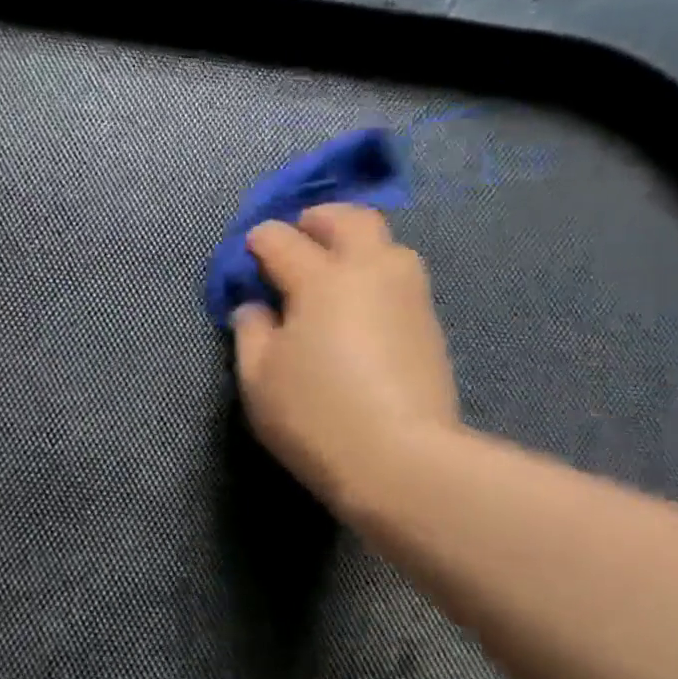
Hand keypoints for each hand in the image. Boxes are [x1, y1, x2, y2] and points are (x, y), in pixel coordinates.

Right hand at [230, 204, 459, 512]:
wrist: (400, 459)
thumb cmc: (314, 416)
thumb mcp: (259, 379)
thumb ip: (251, 332)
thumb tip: (256, 307)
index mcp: (321, 278)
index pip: (282, 240)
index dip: (259, 241)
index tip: (249, 251)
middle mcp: (370, 270)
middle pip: (349, 219)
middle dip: (318, 219)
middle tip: (299, 235)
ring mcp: (408, 293)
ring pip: (385, 243)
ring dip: (354, 243)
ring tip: (331, 269)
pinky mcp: (429, 322)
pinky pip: (398, 275)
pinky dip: (373, 273)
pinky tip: (358, 303)